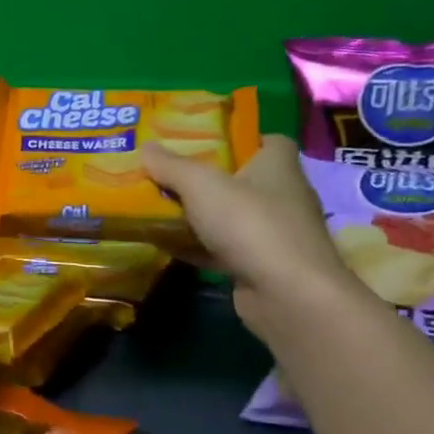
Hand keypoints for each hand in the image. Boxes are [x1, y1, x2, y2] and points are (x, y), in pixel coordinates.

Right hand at [140, 135, 354, 343]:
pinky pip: (224, 249)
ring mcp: (274, 234)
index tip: (203, 142)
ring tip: (160, 207)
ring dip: (200, 216)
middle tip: (167, 174)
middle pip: (242, 179)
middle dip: (207, 178)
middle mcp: (283, 195)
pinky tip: (167, 245)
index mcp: (278, 164)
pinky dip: (198, 247)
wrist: (287, 294)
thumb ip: (171, 166)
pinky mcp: (262, 266)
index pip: (266, 141)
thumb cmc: (250, 223)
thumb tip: (146, 147)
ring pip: (230, 217)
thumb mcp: (201, 185)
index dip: (237, 139)